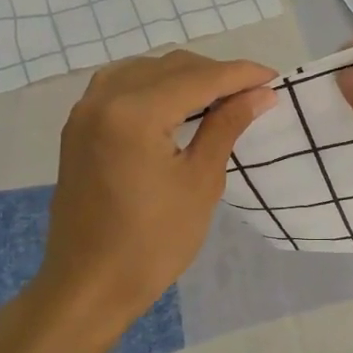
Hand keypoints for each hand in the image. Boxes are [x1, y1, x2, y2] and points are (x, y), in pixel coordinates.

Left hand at [30, 51, 276, 344]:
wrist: (89, 285)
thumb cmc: (153, 243)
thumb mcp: (200, 183)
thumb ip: (226, 126)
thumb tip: (261, 93)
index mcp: (134, 113)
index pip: (199, 78)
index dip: (240, 74)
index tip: (274, 78)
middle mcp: (104, 98)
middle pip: (171, 66)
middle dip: (215, 74)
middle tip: (253, 94)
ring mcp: (85, 110)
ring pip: (145, 70)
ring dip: (184, 77)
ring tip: (219, 98)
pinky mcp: (78, 126)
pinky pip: (121, 86)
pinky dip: (154, 86)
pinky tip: (175, 104)